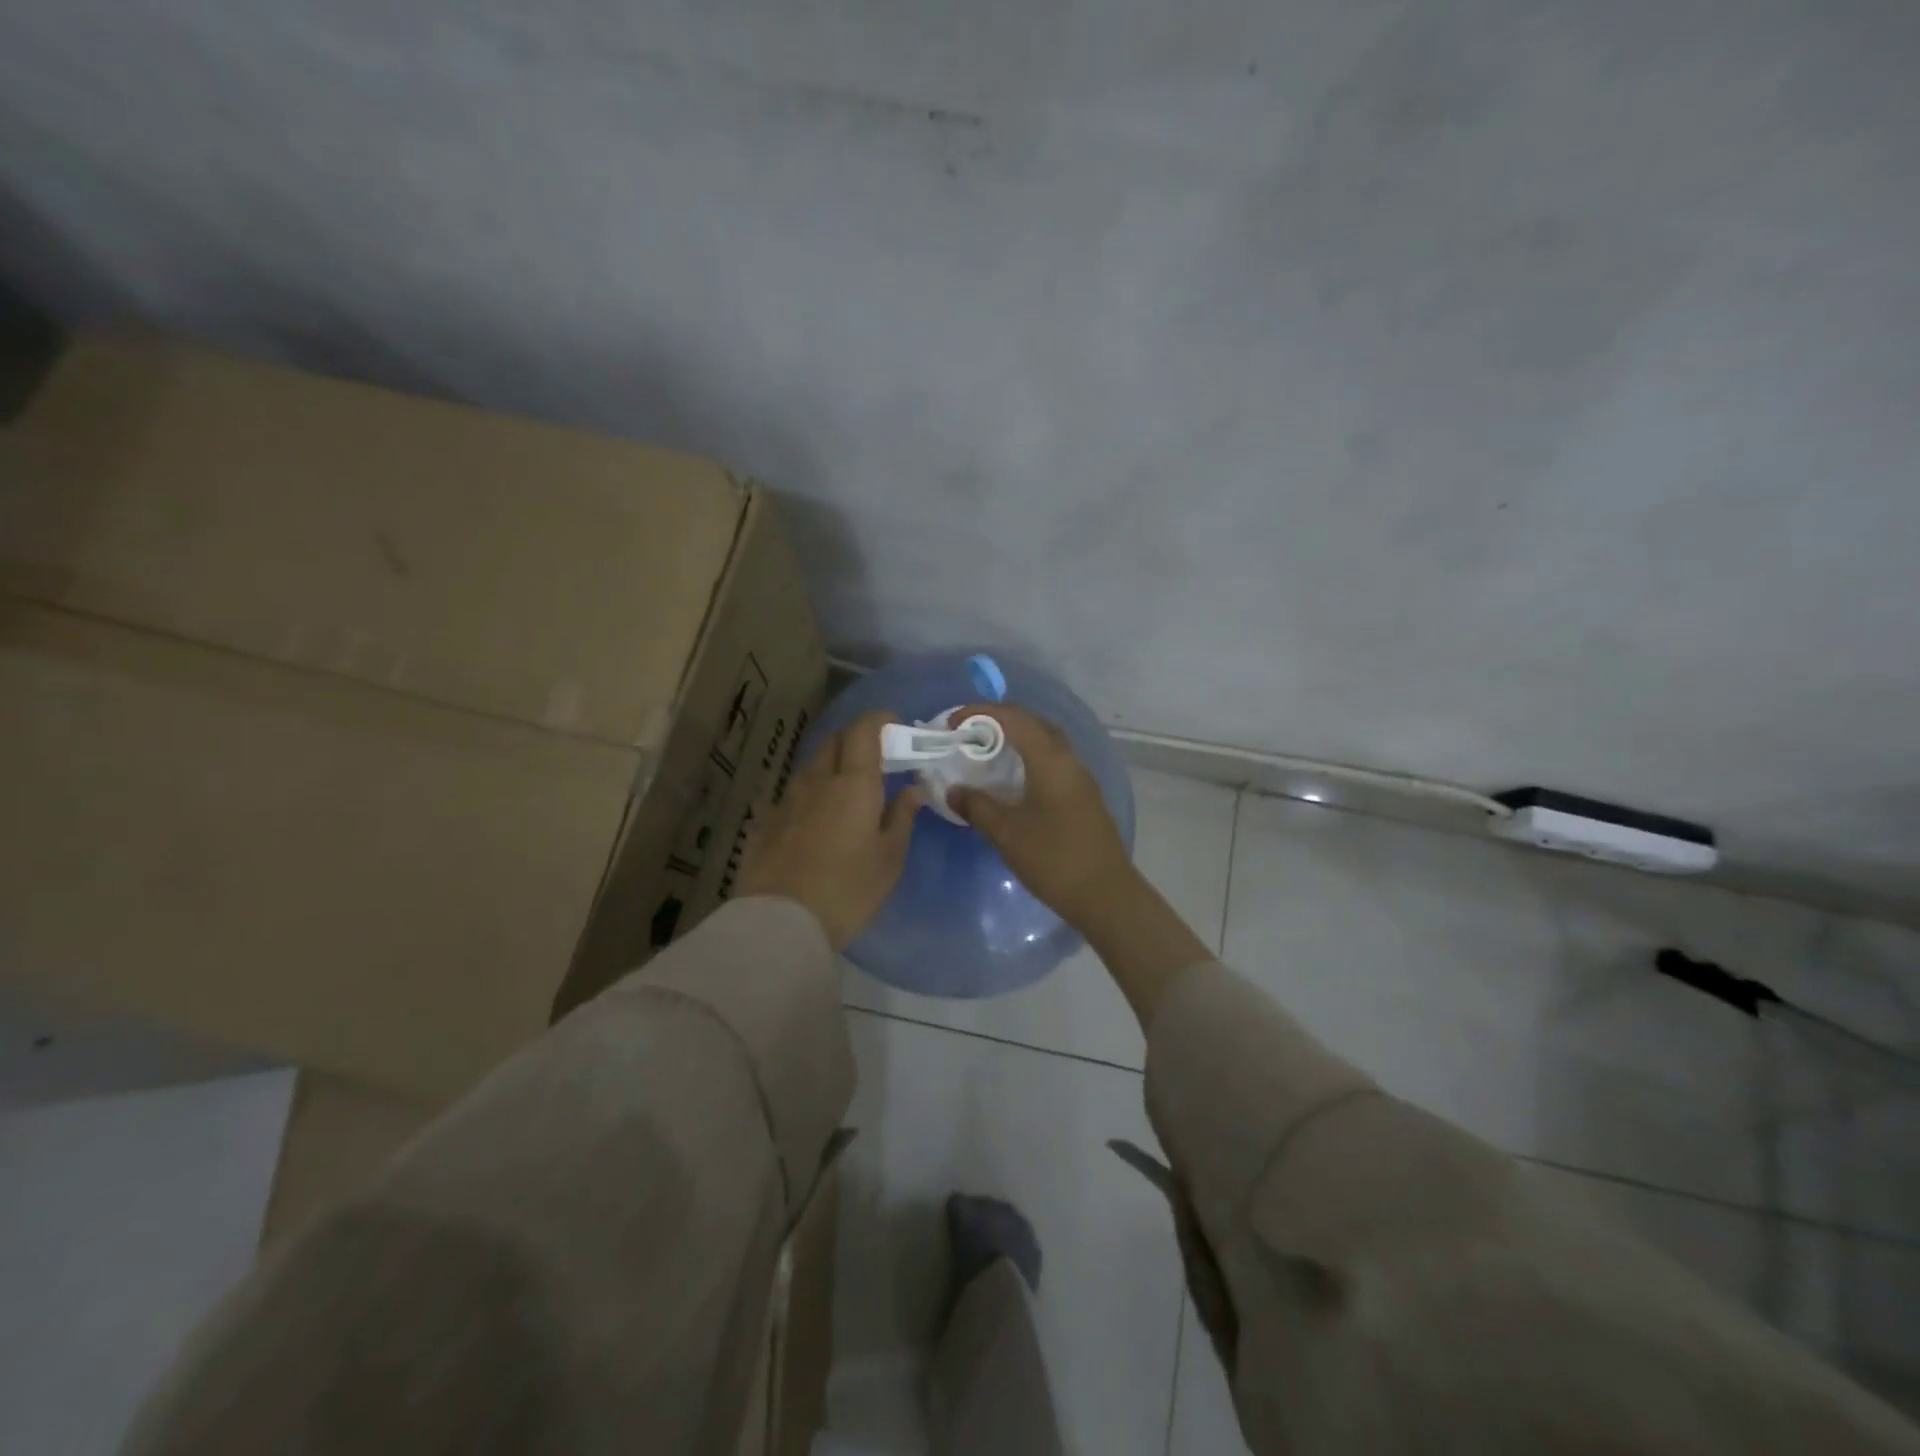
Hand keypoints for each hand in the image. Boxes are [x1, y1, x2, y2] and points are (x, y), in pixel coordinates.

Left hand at [737, 711, 923, 949]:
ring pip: (812, 768)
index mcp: (853, 783)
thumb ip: (902, 818)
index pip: (863, 730)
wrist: (780, 923)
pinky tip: (817, 821)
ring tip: (848, 793)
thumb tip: (912, 790)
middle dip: (856, 740)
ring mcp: (786, 801)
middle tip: (877, 760)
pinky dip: (811, 796)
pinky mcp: (766, 824)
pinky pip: (793, 796)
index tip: (895, 726)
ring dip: (832, 768)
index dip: (879, 720)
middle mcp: (816, 781)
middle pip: (834, 742)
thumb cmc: (848, 890)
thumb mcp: (889, 859)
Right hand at [950, 703, 1211, 1031]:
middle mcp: (1068, 759)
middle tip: (966, 734)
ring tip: (984, 753)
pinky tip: (1011, 780)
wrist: (1106, 894)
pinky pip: (1052, 762)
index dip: (979, 713)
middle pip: (1032, 723)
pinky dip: (1027, 759)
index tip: (951, 724)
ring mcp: (1080, 777)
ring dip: (1015, 739)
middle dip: (997, 721)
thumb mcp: (1006, 833)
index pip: (1013, 717)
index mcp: (1050, 759)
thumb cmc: (1053, 858)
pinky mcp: (1083, 796)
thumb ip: (977, 806)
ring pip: (1044, 742)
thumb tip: (953, 791)